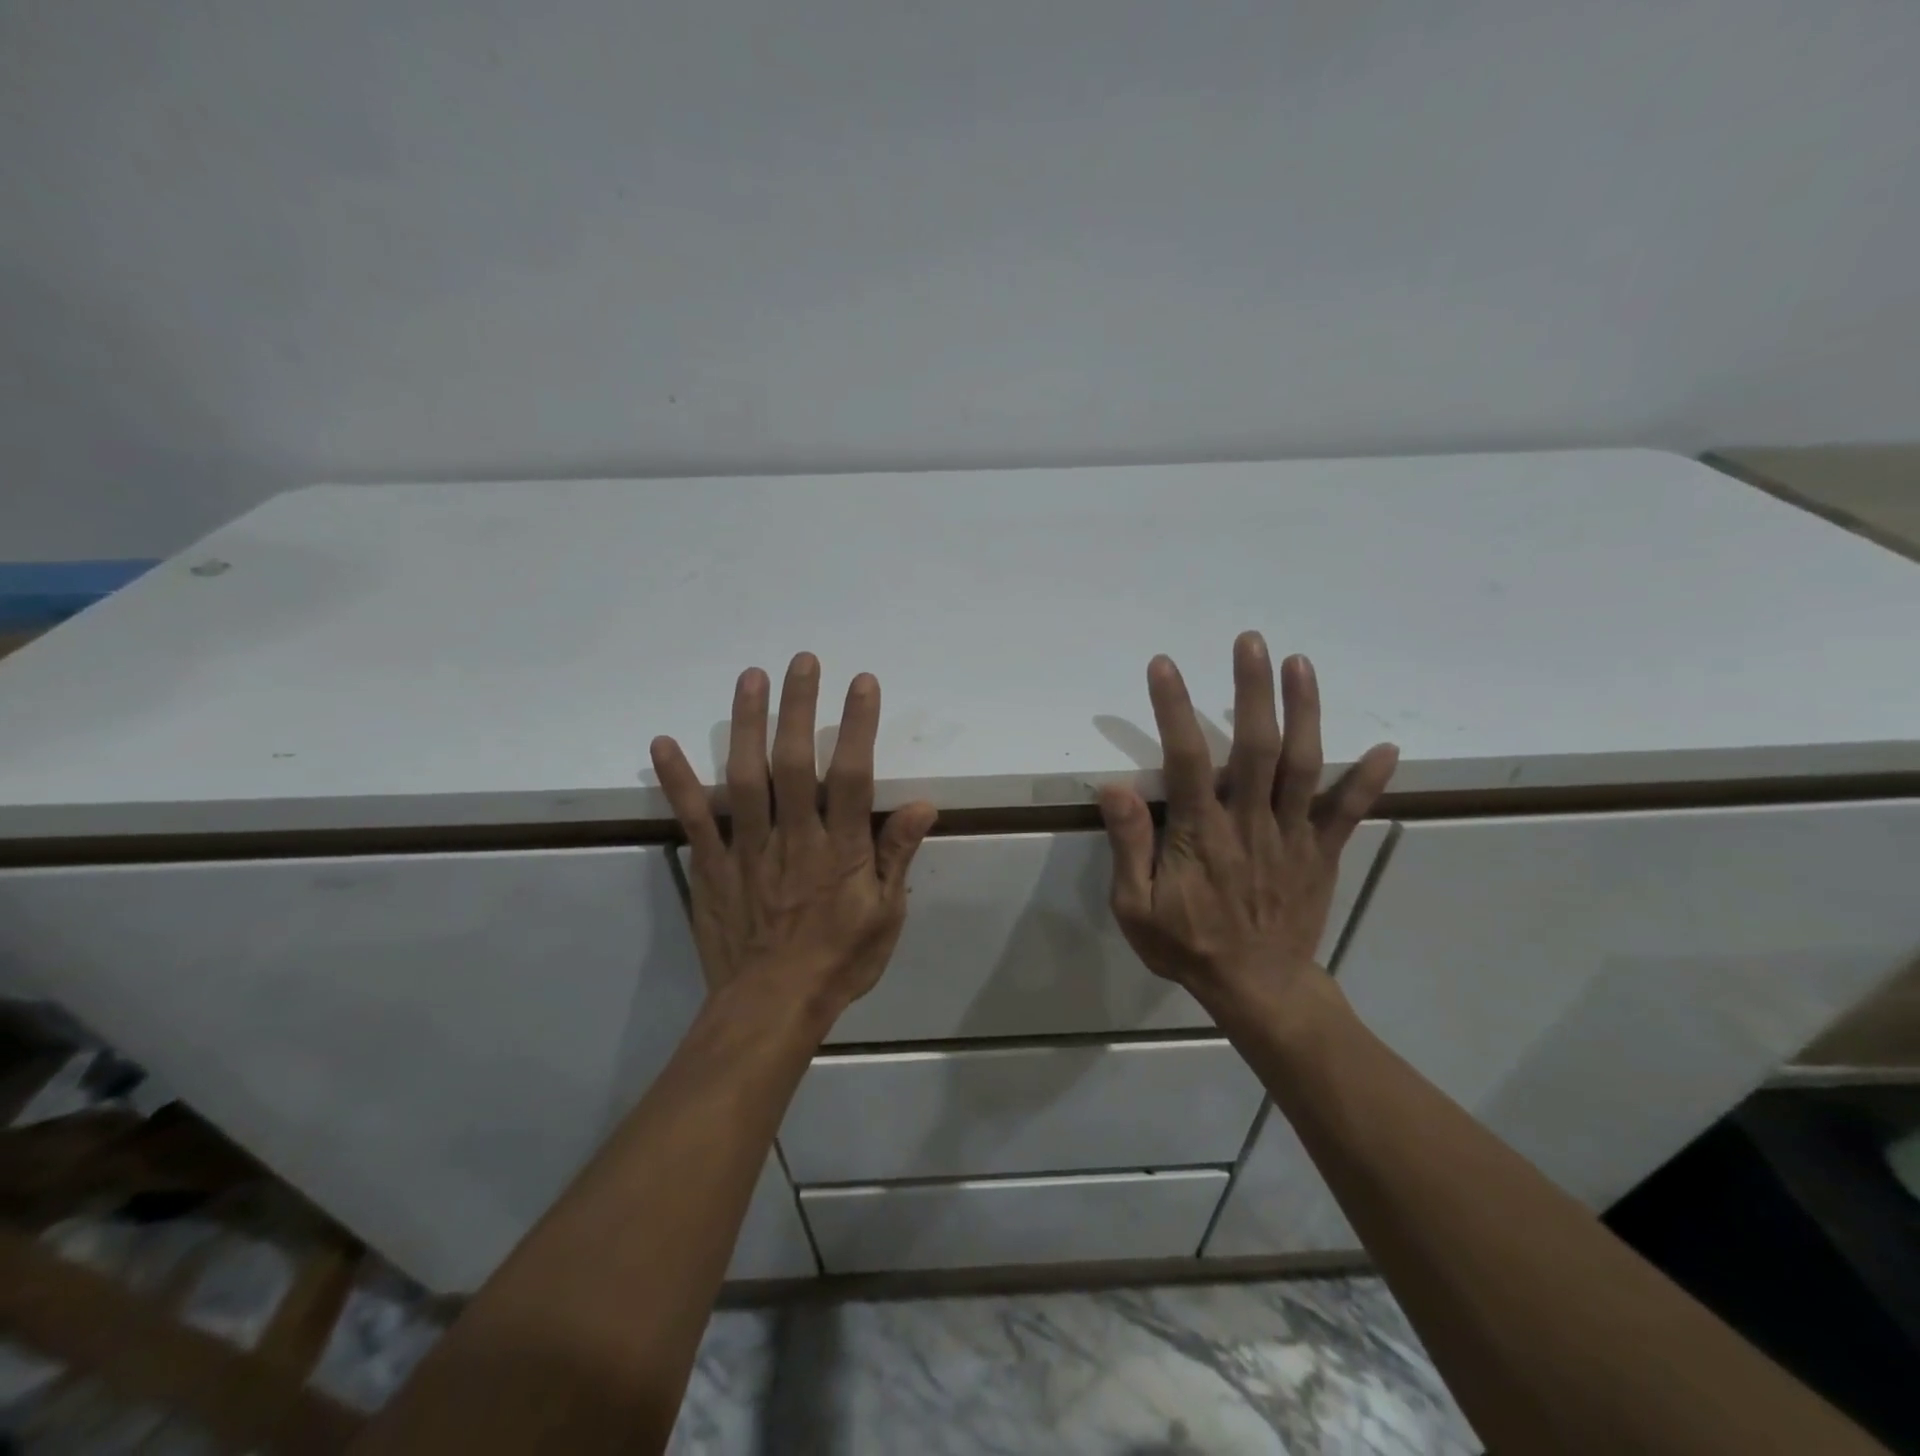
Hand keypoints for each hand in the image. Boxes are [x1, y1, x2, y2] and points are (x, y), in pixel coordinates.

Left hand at [650, 653, 937, 1025]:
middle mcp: (793, 838)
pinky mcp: (711, 867)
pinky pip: (693, 819)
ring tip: (751, 677)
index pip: (850, 776)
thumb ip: (897, 857)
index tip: (861, 683)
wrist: (770, 1010)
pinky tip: (663, 743)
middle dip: (799, 707)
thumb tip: (921, 804)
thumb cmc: (838, 962)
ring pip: (745, 778)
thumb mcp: (885, 916)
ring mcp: (746, 850)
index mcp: (839, 850)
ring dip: (746, 725)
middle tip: (801, 660)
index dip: (857, 726)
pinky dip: (677, 781)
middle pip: (793, 763)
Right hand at [1098, 632, 1398, 1015]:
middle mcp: (1251, 823)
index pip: (1187, 759)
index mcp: (1203, 834)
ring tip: (1300, 664)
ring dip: (1304, 712)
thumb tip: (1116, 787)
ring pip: (1303, 765)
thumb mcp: (1136, 907)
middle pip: (1256, 747)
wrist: (1259, 989)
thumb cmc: (1188, 945)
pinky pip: (1349, 813)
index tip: (1165, 666)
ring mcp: (1293, 835)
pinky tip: (1386, 748)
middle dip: (1253, 690)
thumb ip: (1130, 846)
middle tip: (1251, 641)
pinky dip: (1368, 781)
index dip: (1175, 709)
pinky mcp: (1322, 852)